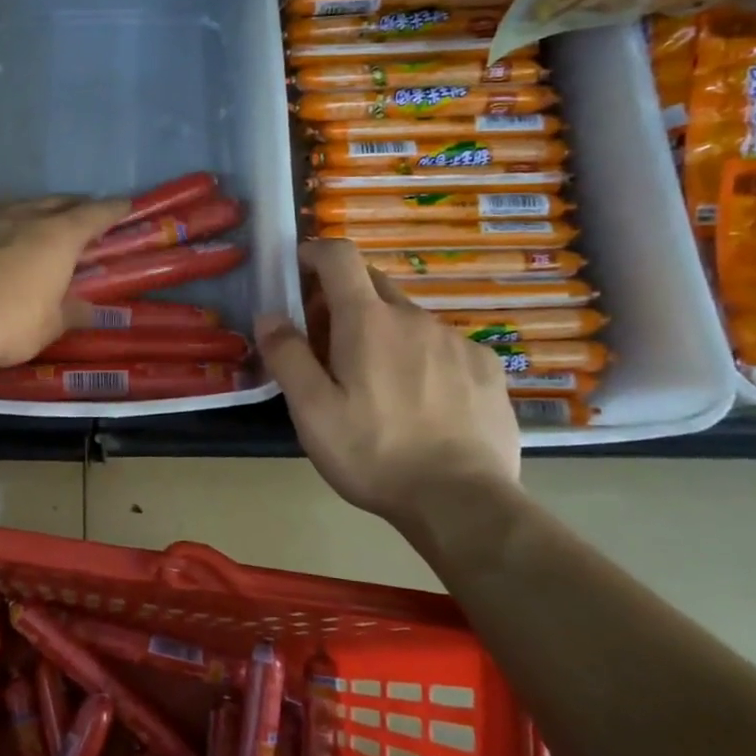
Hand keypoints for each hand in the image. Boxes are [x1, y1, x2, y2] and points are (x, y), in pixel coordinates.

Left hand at [0, 195, 130, 369]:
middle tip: (83, 213)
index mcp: (56, 237)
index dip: (111, 210)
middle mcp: (23, 218)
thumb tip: (88, 309)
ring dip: (34, 211)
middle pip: (55, 203)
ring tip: (39, 221)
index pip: (93, 215)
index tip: (124, 205)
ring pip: (17, 206)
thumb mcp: (48, 327)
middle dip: (73, 206)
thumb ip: (70, 312)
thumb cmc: (7, 324)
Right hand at [255, 238, 519, 522]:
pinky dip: (422, 355)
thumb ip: (286, 356)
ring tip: (376, 381)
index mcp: (368, 321)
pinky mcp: (486, 367)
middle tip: (327, 340)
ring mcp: (456, 340)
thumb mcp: (311, 411)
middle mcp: (414, 317)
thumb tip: (269, 315)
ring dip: (383, 330)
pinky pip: (443, 345)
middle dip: (343, 297)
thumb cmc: (373, 453)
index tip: (298, 270)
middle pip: (372, 283)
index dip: (315, 252)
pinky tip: (422, 399)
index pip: (339, 257)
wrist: (462, 502)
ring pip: (408, 318)